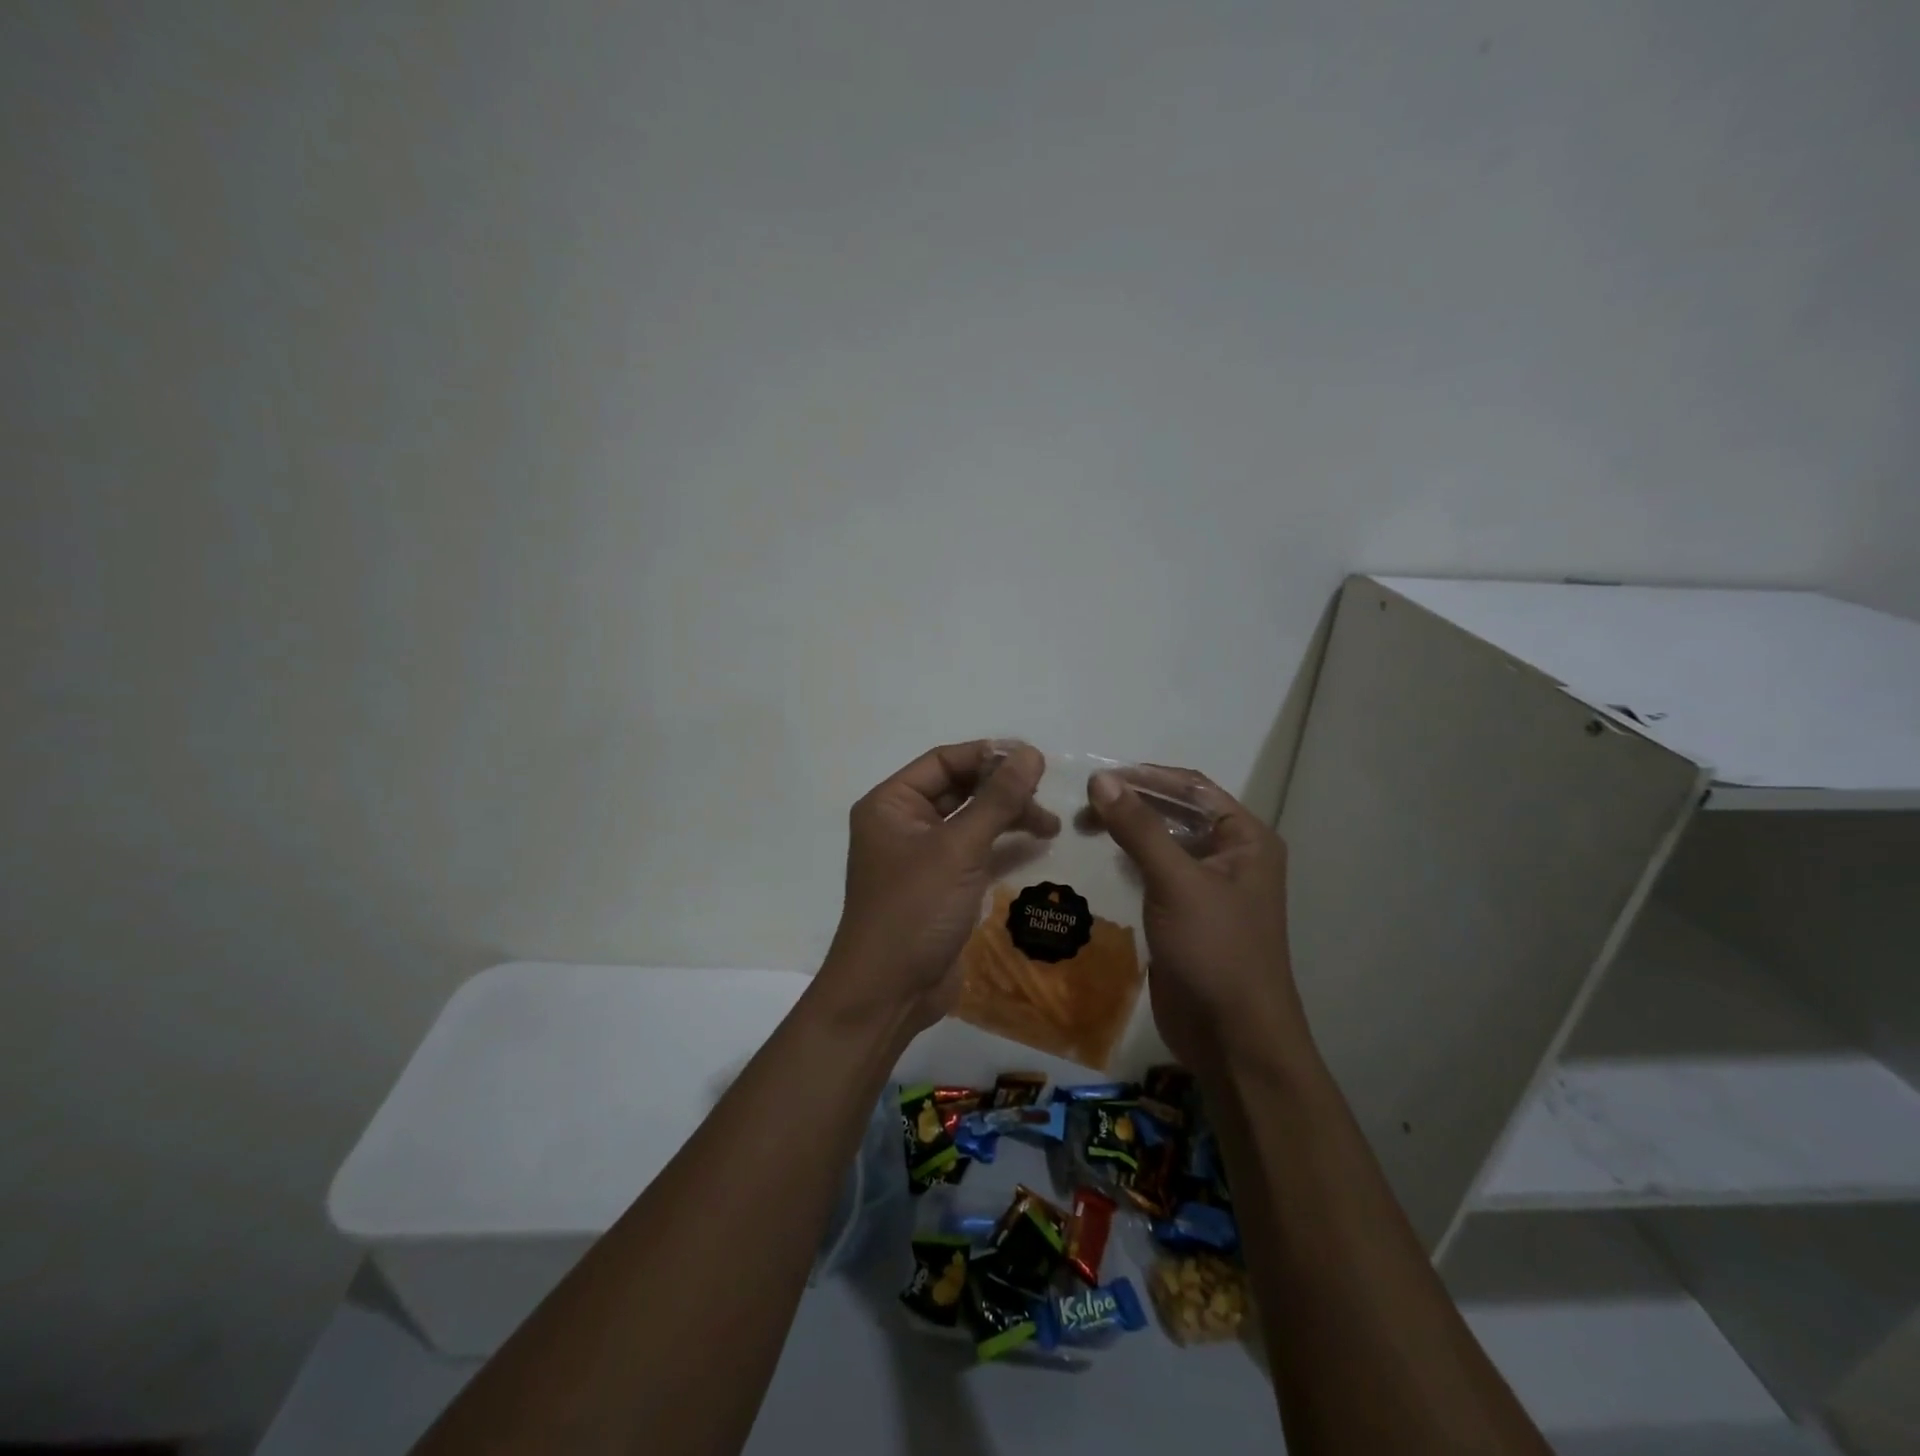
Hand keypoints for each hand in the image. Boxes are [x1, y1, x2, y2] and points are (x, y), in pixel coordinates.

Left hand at [821, 741, 1059, 1037]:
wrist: (889, 994)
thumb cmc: (914, 910)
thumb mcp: (958, 849)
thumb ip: (996, 800)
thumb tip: (1030, 753)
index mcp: (890, 804)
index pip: (943, 761)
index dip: (987, 755)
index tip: (1034, 759)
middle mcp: (903, 824)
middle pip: (959, 789)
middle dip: (1002, 789)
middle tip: (1046, 794)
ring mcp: (922, 857)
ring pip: (970, 821)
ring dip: (1008, 817)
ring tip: (1050, 824)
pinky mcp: (941, 886)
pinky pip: (975, 852)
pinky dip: (1003, 846)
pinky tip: (1036, 845)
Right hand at [1088, 766, 1309, 1067]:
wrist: (1233, 1038)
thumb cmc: (1216, 951)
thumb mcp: (1176, 882)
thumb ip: (1139, 827)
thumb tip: (1100, 778)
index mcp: (1245, 839)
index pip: (1192, 789)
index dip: (1146, 777)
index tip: (1097, 776)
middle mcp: (1231, 856)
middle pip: (1177, 812)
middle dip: (1133, 803)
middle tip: (1083, 806)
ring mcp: (1209, 887)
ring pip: (1164, 842)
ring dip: (1128, 831)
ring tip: (1083, 825)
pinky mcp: (1187, 914)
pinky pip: (1156, 873)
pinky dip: (1129, 860)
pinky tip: (1101, 857)